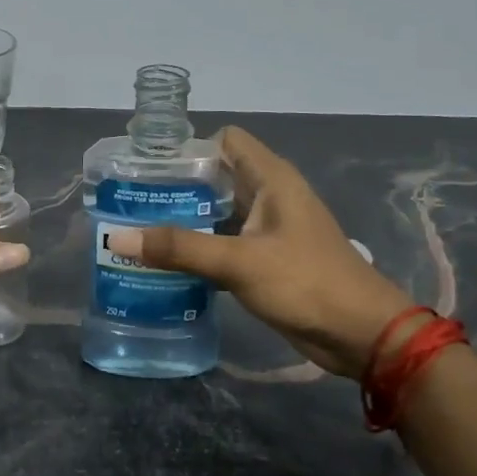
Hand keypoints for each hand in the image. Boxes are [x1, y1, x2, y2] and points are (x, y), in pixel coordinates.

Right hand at [105, 126, 413, 376]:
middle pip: (217, 177)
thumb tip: (116, 237)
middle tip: (130, 203)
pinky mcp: (267, 260)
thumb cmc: (306, 283)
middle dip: (177, 187)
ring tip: (139, 231)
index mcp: (271, 179)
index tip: (147, 168)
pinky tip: (168, 263)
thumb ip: (179, 248)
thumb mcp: (238, 262)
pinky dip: (200, 249)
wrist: (359, 334)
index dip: (188, 149)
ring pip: (219, 213)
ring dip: (186, 221)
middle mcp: (270, 196)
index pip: (224, 141)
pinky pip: (226, 243)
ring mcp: (269, 229)